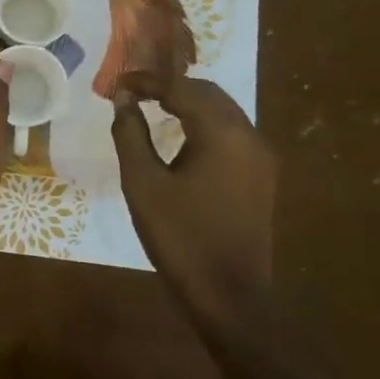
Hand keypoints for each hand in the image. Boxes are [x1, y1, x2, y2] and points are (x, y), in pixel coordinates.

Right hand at [111, 73, 277, 335]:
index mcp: (222, 133)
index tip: (118, 84)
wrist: (231, 297)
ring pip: (222, 111)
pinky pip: (231, 133)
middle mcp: (249, 136)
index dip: (147, 81)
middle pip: (207, 93)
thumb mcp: (143, 184)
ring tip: (153, 108)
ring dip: (188, 104)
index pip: (181, 88)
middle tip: (133, 93)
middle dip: (170, 87)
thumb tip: (123, 100)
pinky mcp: (262, 176)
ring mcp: (260, 157)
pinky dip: (204, 124)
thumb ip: (130, 134)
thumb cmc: (181, 238)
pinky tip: (181, 137)